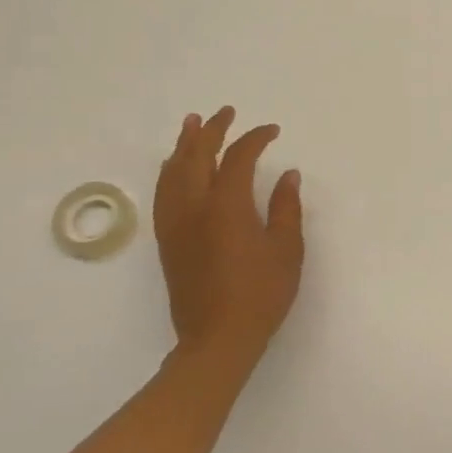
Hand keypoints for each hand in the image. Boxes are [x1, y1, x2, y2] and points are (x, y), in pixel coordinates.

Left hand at [154, 107, 304, 373]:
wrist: (217, 340)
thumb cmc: (260, 295)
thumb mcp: (286, 250)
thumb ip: (286, 208)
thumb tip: (287, 175)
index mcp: (227, 206)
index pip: (238, 157)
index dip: (255, 138)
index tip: (272, 131)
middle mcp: (194, 207)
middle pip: (197, 155)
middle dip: (212, 130)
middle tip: (225, 112)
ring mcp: (175, 224)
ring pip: (173, 172)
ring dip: (184, 145)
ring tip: (192, 125)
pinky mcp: (167, 241)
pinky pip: (163, 193)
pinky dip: (170, 172)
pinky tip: (174, 168)